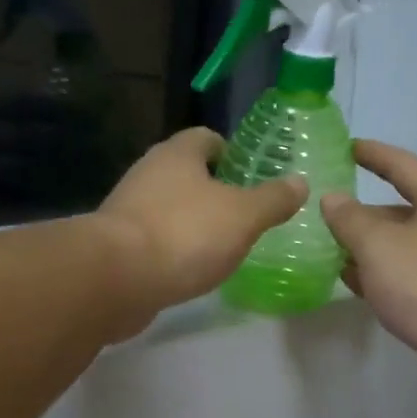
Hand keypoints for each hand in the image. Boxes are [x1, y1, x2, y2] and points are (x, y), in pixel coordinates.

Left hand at [92, 126, 306, 331]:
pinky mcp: (117, 246)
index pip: (206, 138)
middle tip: (244, 214)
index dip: (231, 152)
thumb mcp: (243, 216)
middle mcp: (148, 173)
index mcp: (177, 154)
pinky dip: (173, 250)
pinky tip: (190, 269)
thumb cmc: (185, 234)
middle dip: (213, 190)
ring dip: (192, 222)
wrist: (116, 279)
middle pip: (186, 173)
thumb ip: (273, 199)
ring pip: (169, 207)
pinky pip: (154, 240)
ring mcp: (128, 210)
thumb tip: (299, 182)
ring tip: (222, 245)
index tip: (251, 176)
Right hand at [321, 140, 416, 404]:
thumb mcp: (379, 245)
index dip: (374, 155)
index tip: (347, 147)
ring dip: (365, 247)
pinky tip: (349, 281)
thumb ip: (350, 219)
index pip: (403, 166)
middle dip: (362, 212)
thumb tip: (332, 199)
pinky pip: (402, 277)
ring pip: (399, 248)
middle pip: (400, 210)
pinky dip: (376, 275)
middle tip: (323, 211)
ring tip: (326, 247)